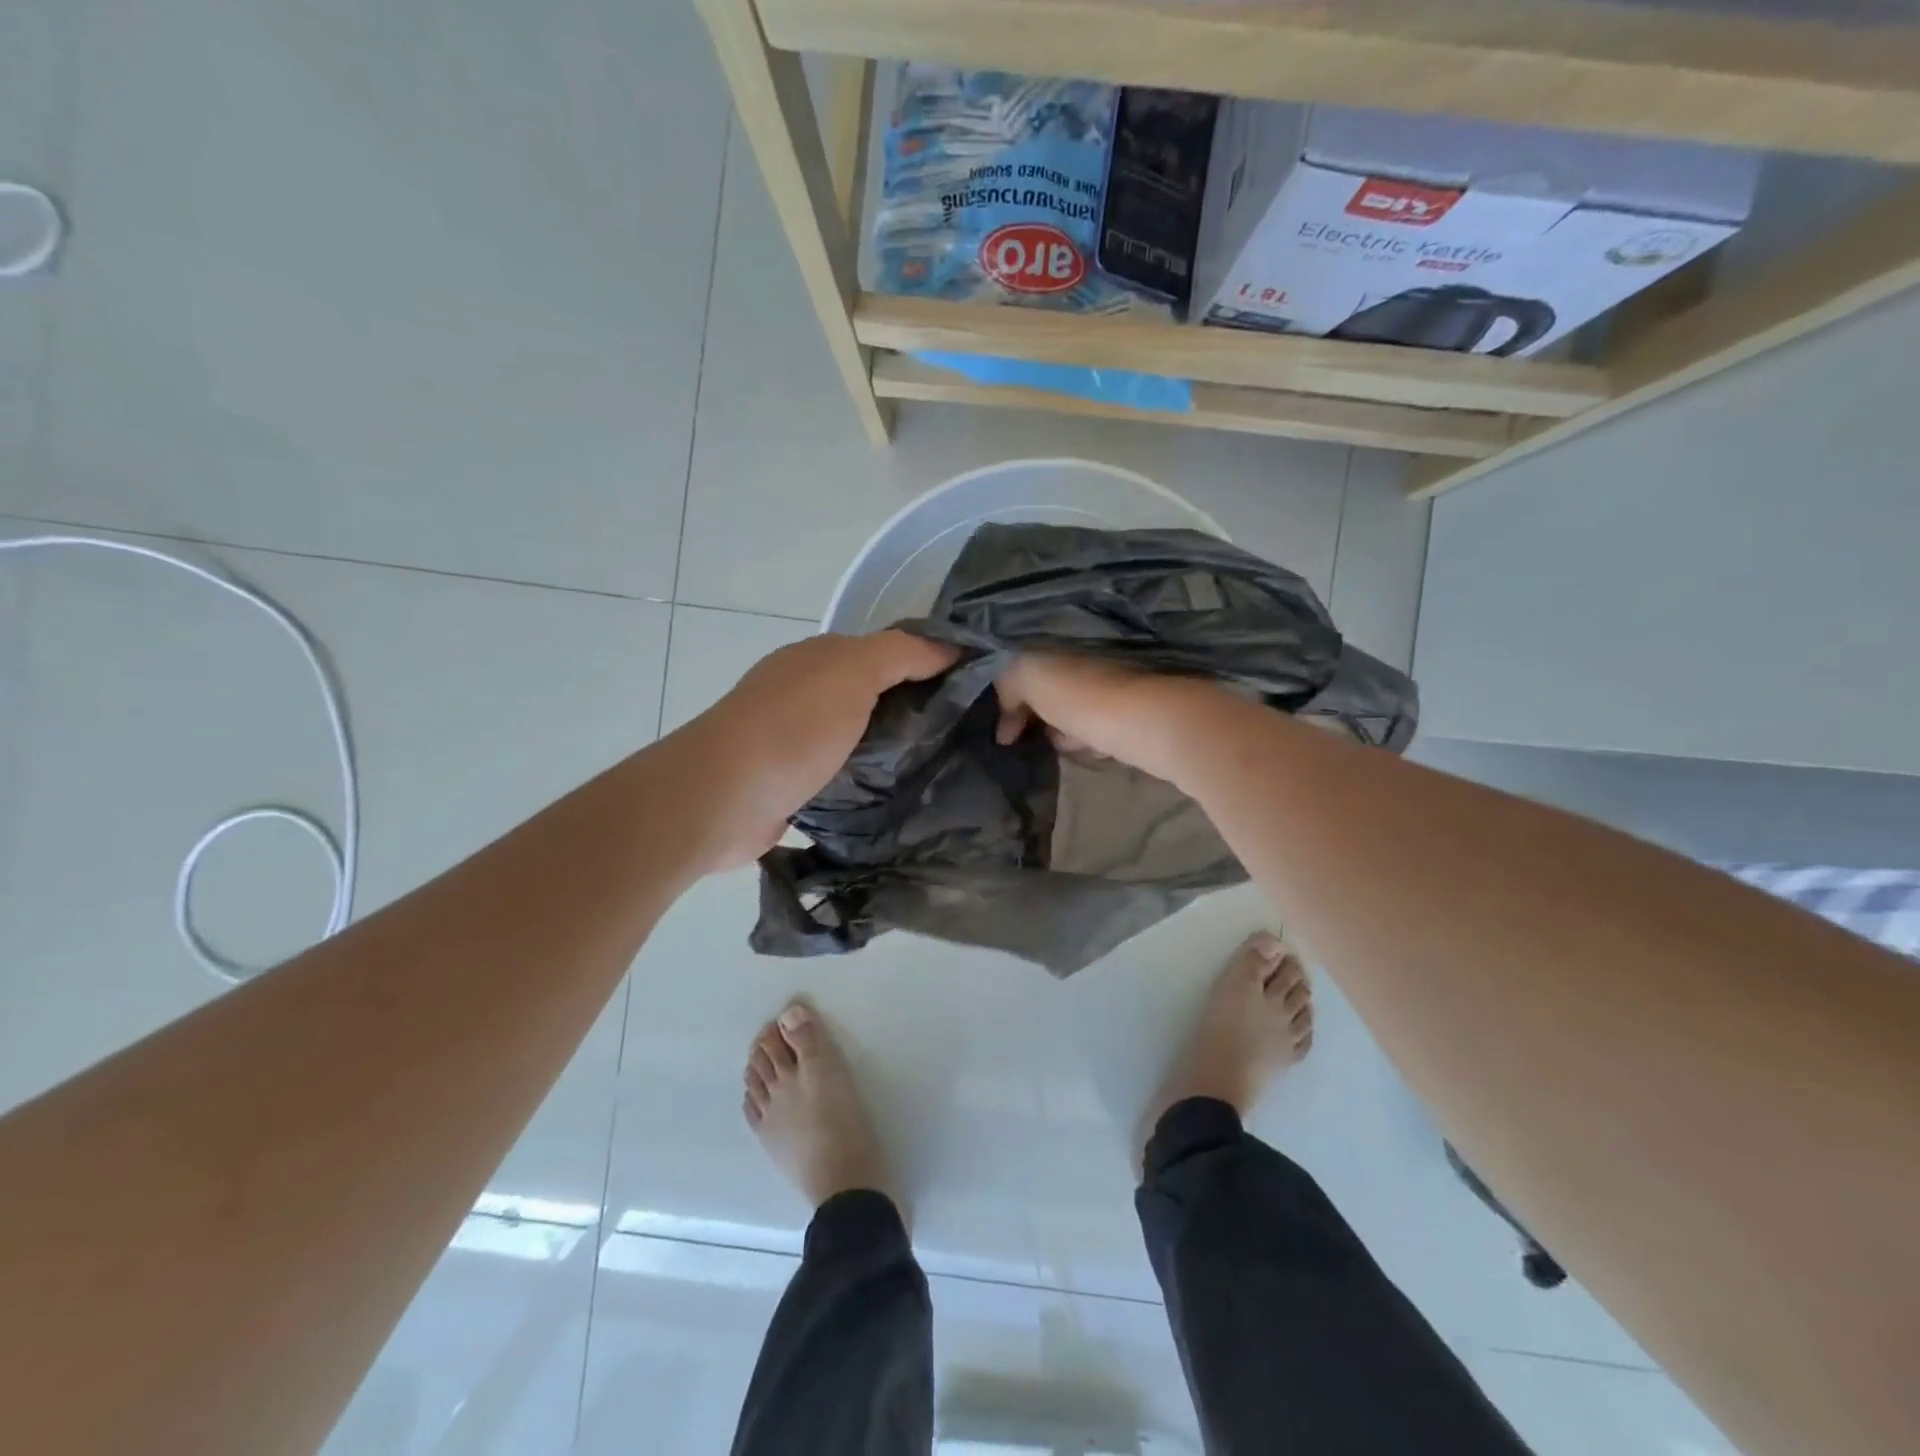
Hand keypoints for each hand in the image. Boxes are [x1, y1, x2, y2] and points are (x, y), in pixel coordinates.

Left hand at [686, 630, 956, 869]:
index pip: (890, 652)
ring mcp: (798, 739)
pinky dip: (869, 778)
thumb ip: (901, 653)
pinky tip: (899, 794)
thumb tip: (949, 647)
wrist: (723, 797)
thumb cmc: (793, 727)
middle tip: (968, 735)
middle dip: (917, 710)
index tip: (977, 690)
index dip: (932, 664)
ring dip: (893, 748)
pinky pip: (845, 773)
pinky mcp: (795, 783)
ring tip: (944, 768)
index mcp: (820, 659)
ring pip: (861, 736)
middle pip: (876, 694)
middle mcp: (807, 692)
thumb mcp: (852, 672)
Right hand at [994, 653, 1218, 786]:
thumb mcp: (1030, 676)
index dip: (1008, 692)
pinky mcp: (1138, 710)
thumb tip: (1006, 720)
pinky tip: (1093, 751)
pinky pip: (1101, 725)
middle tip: (1027, 738)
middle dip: (1036, 713)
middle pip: (1050, 685)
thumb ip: (1008, 682)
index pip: (1026, 658)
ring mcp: (1119, 681)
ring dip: (1065, 729)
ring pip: (1076, 707)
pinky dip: (1092, 739)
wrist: (1156, 724)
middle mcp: (1093, 652)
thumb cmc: (1085, 697)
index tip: (1002, 728)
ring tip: (1065, 745)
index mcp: (1066, 636)